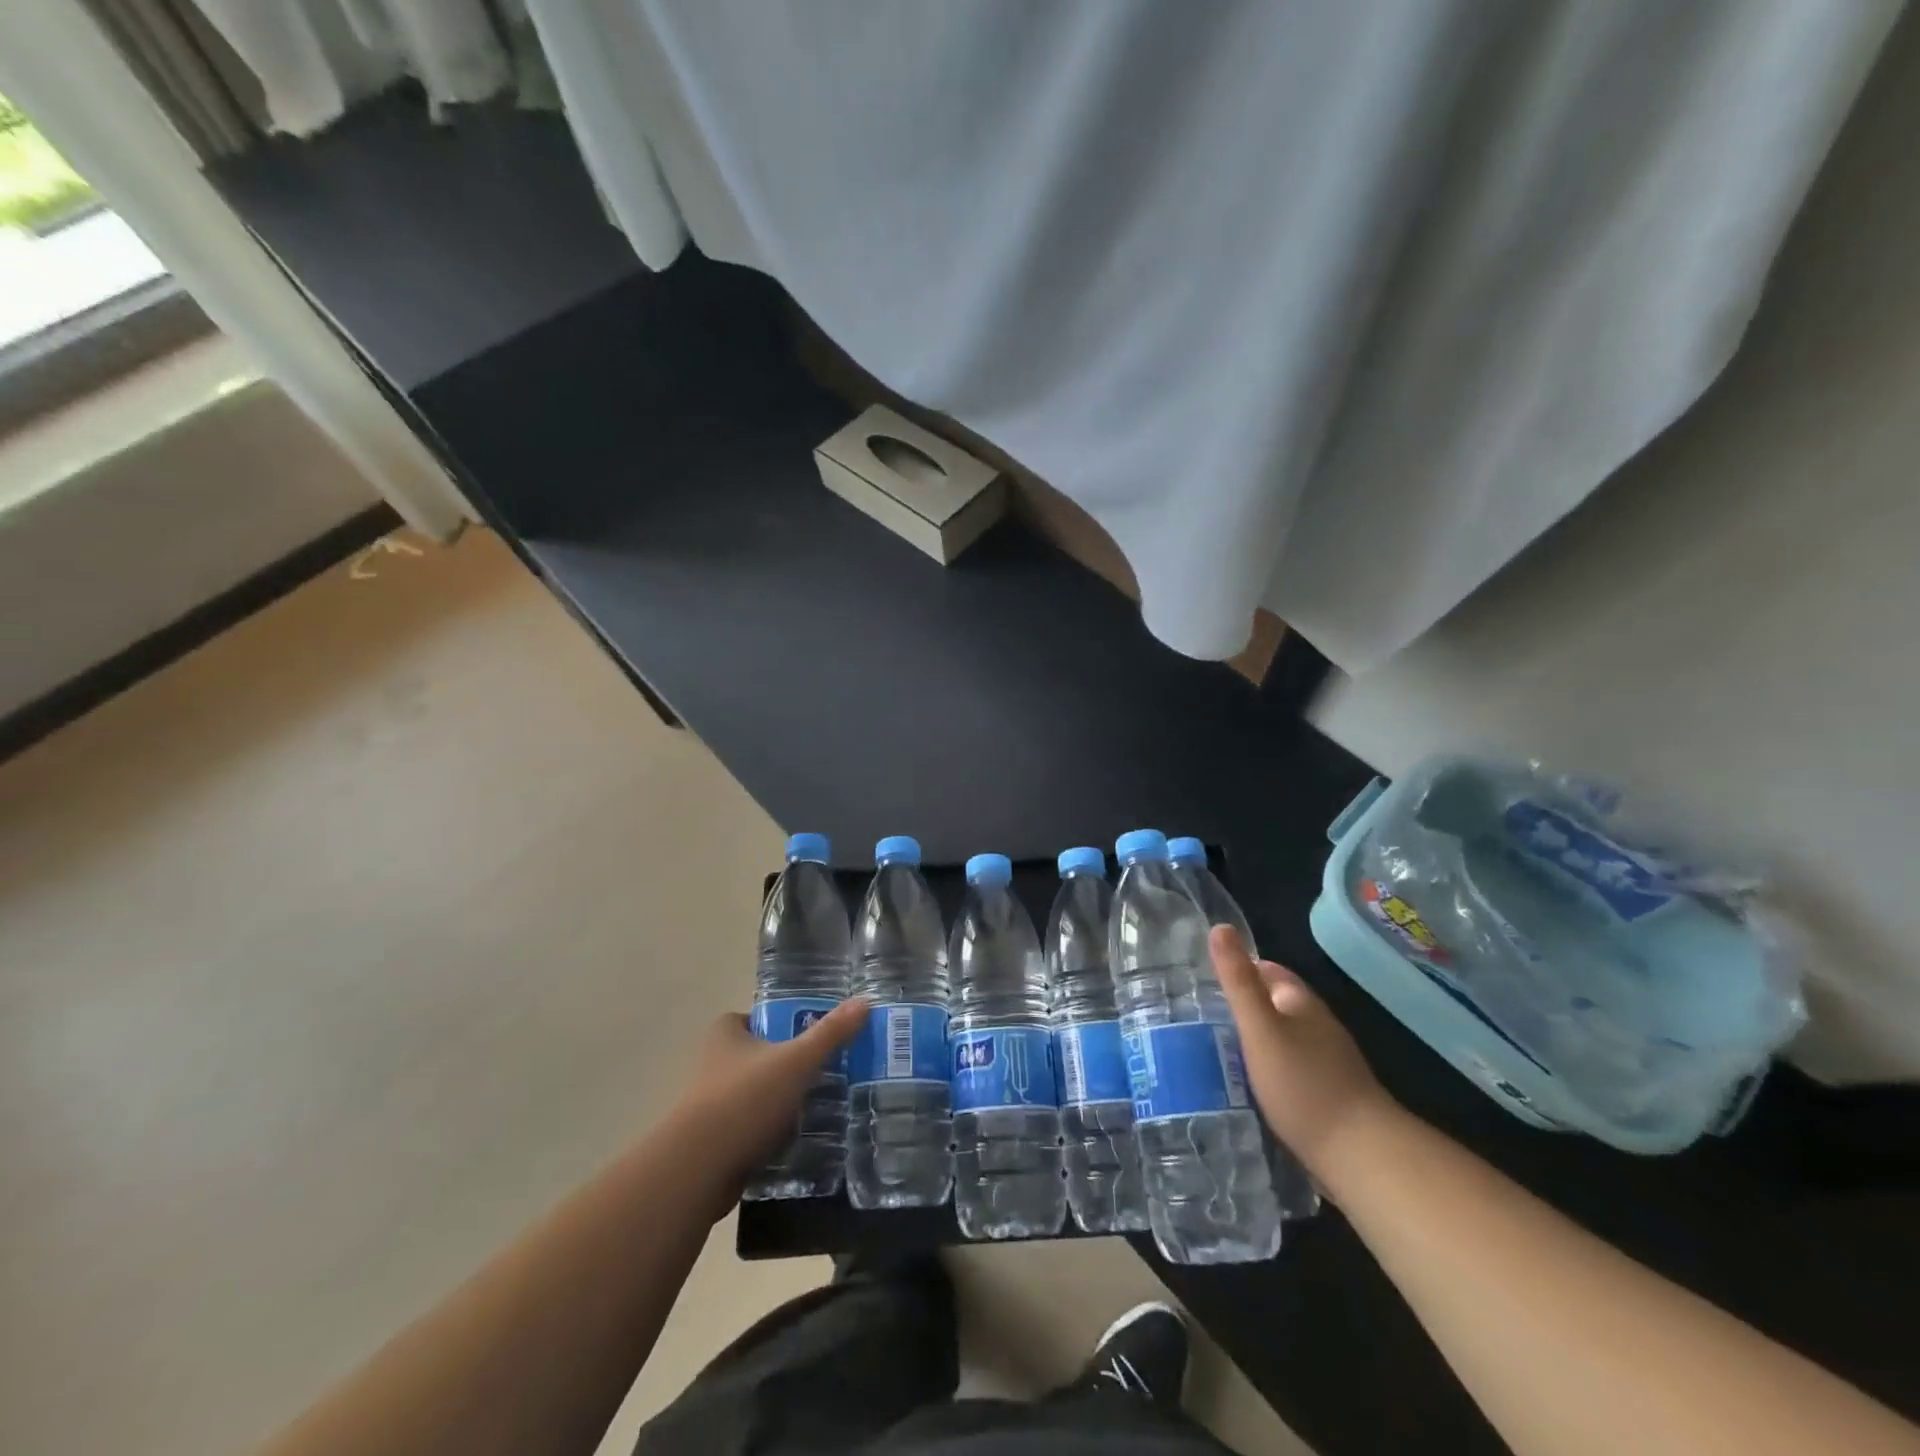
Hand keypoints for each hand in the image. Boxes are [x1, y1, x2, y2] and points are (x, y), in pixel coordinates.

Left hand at [662, 1000, 867, 1217]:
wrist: (697, 1171)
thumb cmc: (744, 1100)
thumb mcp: (796, 1061)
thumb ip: (830, 1033)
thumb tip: (864, 1001)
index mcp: (726, 1033)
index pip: (763, 1017)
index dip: (790, 1023)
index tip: (820, 1035)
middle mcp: (715, 1062)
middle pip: (766, 1055)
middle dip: (794, 1065)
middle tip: (833, 1069)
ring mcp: (714, 1103)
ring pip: (761, 1094)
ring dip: (786, 1101)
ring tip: (826, 1104)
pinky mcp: (718, 1140)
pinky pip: (755, 1127)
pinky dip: (775, 1131)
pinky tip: (802, 1138)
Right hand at [1210, 925, 1392, 1175]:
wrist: (1361, 1156)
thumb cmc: (1303, 1084)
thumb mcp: (1260, 1028)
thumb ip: (1238, 981)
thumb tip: (1220, 927)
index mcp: (1302, 1003)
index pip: (1269, 971)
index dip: (1240, 970)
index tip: (1205, 982)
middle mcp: (1318, 1027)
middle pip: (1277, 1004)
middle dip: (1244, 1006)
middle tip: (1202, 1017)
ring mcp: (1328, 1063)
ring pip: (1284, 1038)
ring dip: (1256, 1040)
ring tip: (1217, 1050)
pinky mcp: (1330, 1096)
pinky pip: (1291, 1069)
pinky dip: (1269, 1069)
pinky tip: (1249, 1085)